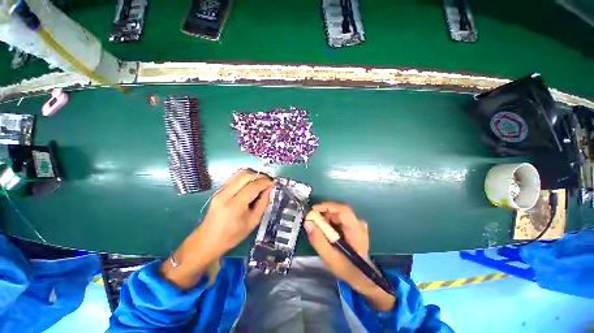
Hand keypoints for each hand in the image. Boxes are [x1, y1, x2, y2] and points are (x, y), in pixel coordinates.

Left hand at [161, 169, 273, 288]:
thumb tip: (269, 190)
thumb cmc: (232, 236)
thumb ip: (262, 204)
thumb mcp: (253, 222)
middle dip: (260, 176)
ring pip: (238, 174)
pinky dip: (244, 177)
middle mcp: (226, 194)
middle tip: (268, 181)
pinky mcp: (218, 191)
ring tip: (260, 181)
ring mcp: (220, 191)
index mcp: (235, 205)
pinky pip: (233, 178)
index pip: (253, 186)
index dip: (265, 183)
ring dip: (252, 174)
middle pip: (245, 176)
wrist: (207, 241)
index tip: (273, 183)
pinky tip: (250, 183)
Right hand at [304, 202, 395, 311]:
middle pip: (339, 210)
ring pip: (338, 214)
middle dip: (323, 213)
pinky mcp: (353, 226)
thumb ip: (318, 240)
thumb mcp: (330, 258)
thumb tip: (308, 222)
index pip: (343, 210)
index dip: (328, 206)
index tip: (313, 209)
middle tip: (312, 221)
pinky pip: (339, 218)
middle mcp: (358, 223)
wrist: (361, 276)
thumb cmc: (347, 269)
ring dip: (326, 217)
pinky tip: (325, 231)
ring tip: (317, 228)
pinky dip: (329, 221)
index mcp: (356, 230)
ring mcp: (357, 224)